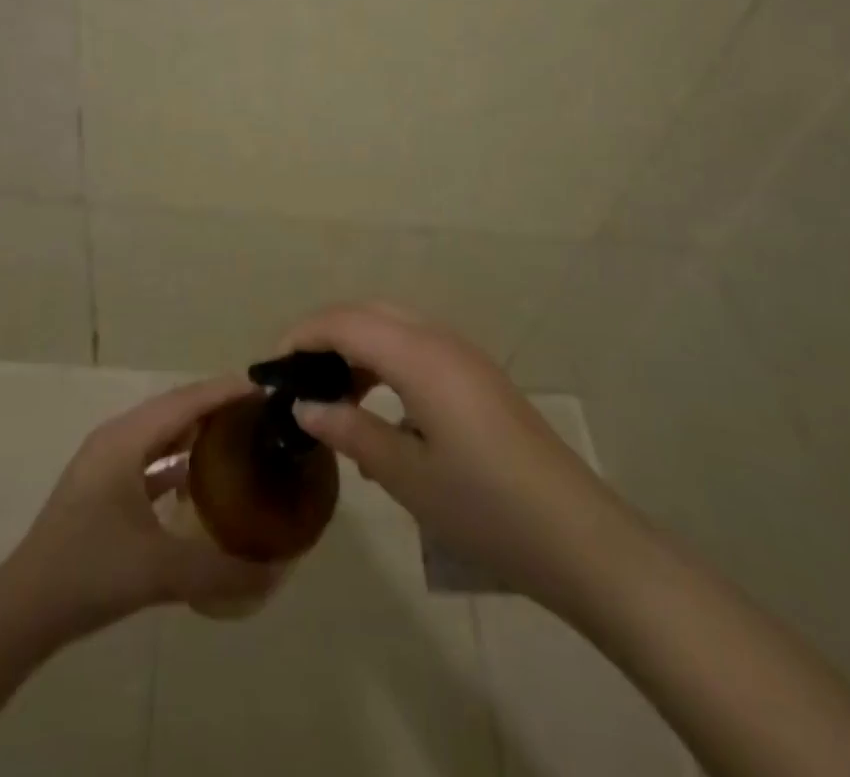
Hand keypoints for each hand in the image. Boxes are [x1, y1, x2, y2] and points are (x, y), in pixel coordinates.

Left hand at [5, 376, 281, 640]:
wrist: (22, 611)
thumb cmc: (89, 572)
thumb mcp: (159, 570)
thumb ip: (219, 569)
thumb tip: (274, 570)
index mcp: (126, 439)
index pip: (186, 401)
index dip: (225, 391)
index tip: (266, 390)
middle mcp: (116, 438)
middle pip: (174, 408)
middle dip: (215, 405)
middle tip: (259, 413)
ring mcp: (106, 462)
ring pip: (160, 432)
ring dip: (196, 430)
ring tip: (238, 436)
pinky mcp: (102, 486)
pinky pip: (149, 457)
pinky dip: (176, 458)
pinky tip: (200, 479)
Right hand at [278, 303, 613, 605]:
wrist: (578, 537)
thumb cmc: (485, 507)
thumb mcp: (408, 475)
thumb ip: (351, 431)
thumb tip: (303, 406)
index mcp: (420, 356)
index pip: (347, 322)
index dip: (303, 335)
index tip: (270, 366)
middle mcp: (441, 340)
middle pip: (370, 312)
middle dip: (326, 333)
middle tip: (295, 375)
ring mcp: (465, 357)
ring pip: (395, 327)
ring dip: (357, 347)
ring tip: (330, 395)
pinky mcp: (478, 377)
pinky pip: (417, 348)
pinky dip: (385, 362)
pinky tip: (377, 409)